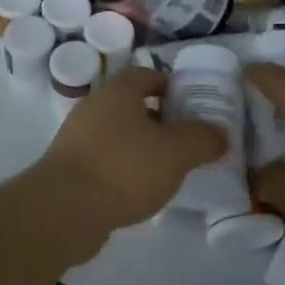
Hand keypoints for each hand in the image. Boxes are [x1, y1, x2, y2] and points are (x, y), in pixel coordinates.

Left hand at [36, 66, 227, 232]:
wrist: (64, 210)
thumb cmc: (125, 168)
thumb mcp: (177, 152)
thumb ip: (203, 139)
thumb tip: (219, 134)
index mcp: (119, 91)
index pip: (147, 74)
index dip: (171, 85)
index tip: (193, 104)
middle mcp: (94, 107)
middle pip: (132, 105)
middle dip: (160, 119)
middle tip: (186, 138)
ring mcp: (77, 139)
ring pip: (118, 134)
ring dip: (141, 146)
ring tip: (168, 168)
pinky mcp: (68, 169)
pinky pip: (104, 160)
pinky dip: (123, 169)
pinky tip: (140, 190)